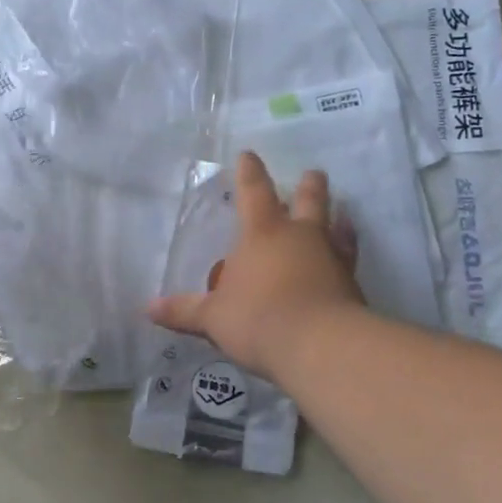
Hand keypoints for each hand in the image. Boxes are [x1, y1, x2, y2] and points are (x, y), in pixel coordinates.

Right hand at [147, 151, 362, 378]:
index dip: (249, 172)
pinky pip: (349, 261)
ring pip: (336, 228)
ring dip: (338, 218)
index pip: (253, 192)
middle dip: (309, 186)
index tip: (249, 155)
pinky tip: (347, 263)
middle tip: (313, 174)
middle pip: (308, 201)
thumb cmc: (258, 319)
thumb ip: (185, 311)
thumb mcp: (213, 318)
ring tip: (342, 213)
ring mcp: (331, 259)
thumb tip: (149, 309)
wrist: (322, 347)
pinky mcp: (352, 286)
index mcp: (262, 234)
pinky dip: (347, 255)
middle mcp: (300, 237)